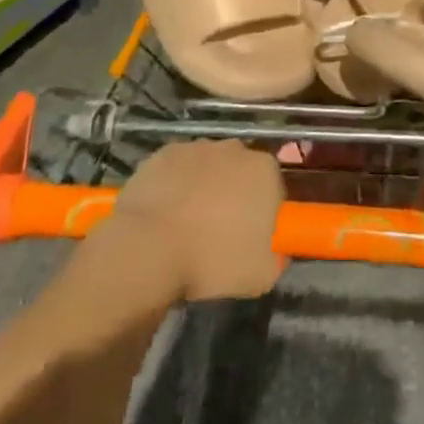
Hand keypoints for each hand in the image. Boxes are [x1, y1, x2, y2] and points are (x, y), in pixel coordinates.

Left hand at [104, 141, 286, 302]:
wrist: (147, 250)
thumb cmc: (211, 261)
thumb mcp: (261, 276)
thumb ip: (276, 257)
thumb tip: (274, 250)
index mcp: (264, 171)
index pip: (273, 188)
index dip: (262, 213)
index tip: (249, 237)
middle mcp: (234, 149)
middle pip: (240, 171)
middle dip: (234, 194)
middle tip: (219, 230)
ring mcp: (196, 147)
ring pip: (207, 167)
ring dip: (203, 187)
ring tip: (186, 225)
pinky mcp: (163, 153)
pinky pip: (176, 169)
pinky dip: (174, 185)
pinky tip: (163, 214)